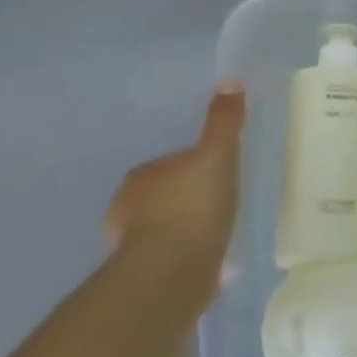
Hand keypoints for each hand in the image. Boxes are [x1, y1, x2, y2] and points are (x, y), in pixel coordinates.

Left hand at [104, 84, 244, 299]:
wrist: (172, 271)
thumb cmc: (193, 206)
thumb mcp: (217, 154)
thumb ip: (224, 120)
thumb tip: (230, 79)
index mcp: (141, 178)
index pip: (168, 165)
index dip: (194, 167)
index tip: (218, 174)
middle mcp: (126, 210)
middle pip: (164, 197)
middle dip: (186, 200)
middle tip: (220, 203)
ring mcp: (132, 246)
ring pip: (164, 230)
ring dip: (184, 231)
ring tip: (218, 236)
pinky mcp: (143, 278)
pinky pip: (170, 259)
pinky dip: (185, 258)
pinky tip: (209, 263)